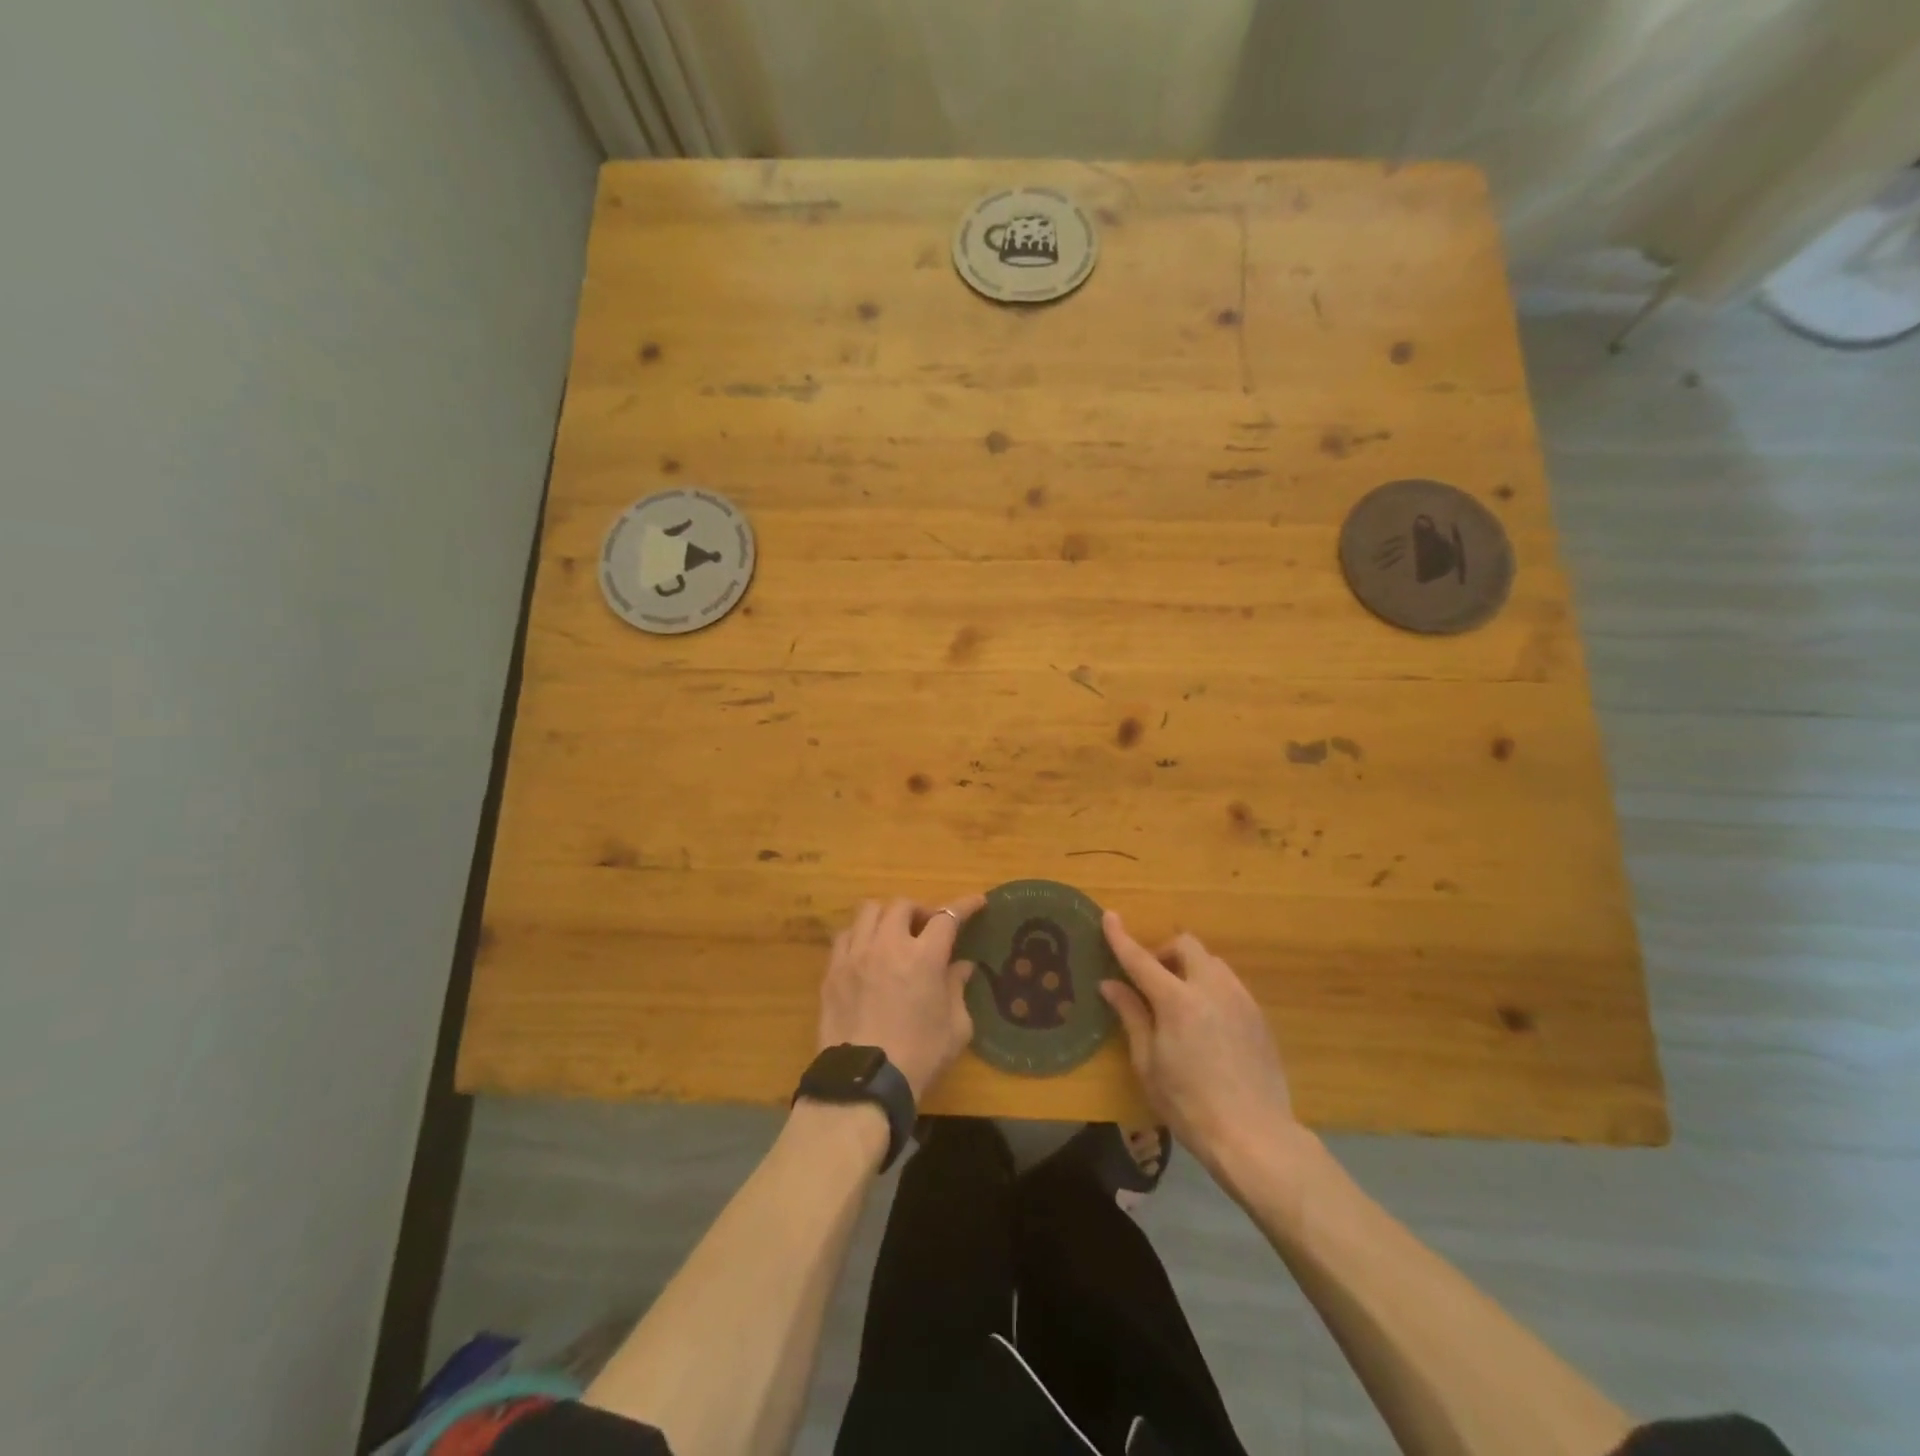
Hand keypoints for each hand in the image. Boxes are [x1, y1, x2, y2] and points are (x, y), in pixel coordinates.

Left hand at [817, 894, 986, 1103]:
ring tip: (894, 933)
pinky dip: (861, 934)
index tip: (976, 902)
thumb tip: (962, 967)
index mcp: (924, 957)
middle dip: (920, 911)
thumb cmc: (918, 1056)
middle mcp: (889, 945)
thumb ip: (958, 990)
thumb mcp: (955, 1028)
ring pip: (869, 911)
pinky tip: (867, 950)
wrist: (864, 1082)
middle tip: (927, 929)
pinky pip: (846, 935)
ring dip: (887, 916)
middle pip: (903, 905)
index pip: (947, 917)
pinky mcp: (833, 970)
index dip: (964, 906)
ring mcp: (856, 954)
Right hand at [1100, 913, 1297, 1181]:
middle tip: (1151, 980)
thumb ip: (1131, 1016)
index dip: (1121, 937)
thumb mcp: (1148, 1064)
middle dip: (1164, 951)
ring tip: (1179, 1000)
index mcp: (1177, 1000)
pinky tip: (1206, 1021)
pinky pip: (1229, 984)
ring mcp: (1240, 999)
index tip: (1109, 916)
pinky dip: (1210, 986)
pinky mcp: (1258, 1015)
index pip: (1141, 958)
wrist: (1256, 1136)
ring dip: (1189, 967)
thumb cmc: (1189, 1105)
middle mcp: (1211, 988)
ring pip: (1211, 962)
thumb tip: (1110, 984)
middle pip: (1186, 945)